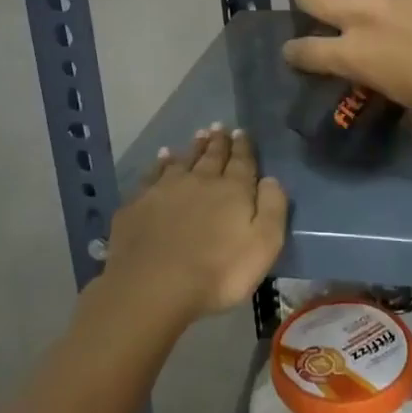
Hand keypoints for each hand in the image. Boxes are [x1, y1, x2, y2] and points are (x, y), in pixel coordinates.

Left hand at [104, 126, 286, 324]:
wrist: (153, 286)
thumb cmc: (218, 272)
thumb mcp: (263, 246)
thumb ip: (272, 208)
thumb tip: (271, 178)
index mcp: (232, 191)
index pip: (241, 162)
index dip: (243, 147)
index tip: (241, 132)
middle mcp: (200, 181)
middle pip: (212, 156)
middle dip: (218, 141)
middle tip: (219, 127)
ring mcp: (165, 189)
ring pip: (183, 160)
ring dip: (193, 147)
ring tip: (198, 135)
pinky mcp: (139, 203)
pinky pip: (153, 174)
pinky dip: (160, 163)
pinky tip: (162, 157)